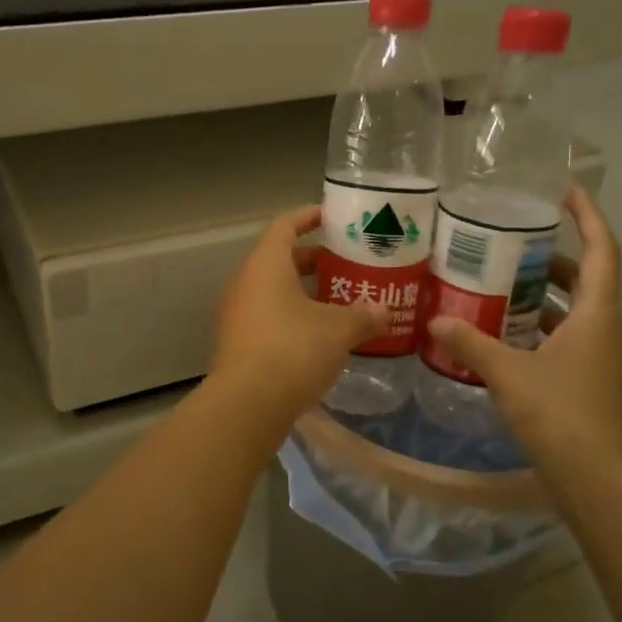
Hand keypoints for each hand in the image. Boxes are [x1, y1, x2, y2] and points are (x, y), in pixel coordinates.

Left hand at [211, 206, 389, 425]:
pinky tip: (320, 335)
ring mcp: (238, 314)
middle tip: (346, 263)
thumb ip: (363, 315)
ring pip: (274, 291)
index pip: (285, 226)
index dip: (308, 217)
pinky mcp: (239, 343)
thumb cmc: (293, 350)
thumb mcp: (338, 330)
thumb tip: (383, 312)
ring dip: (304, 292)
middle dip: (313, 259)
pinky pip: (268, 317)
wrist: (247, 404)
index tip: (332, 216)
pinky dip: (293, 317)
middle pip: (280, 259)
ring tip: (340, 300)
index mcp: (266, 265)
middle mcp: (246, 283)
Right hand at [425, 186, 621, 491]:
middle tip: (514, 240)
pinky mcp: (585, 380)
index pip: (602, 250)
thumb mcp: (508, 372)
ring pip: (574, 311)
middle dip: (555, 256)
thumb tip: (436, 319)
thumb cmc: (560, 413)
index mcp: (597, 314)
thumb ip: (471, 342)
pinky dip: (538, 327)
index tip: (564, 191)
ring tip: (500, 280)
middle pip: (588, 278)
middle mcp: (604, 329)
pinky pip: (563, 337)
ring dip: (545, 293)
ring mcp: (597, 357)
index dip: (589, 216)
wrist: (595, 479)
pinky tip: (502, 331)